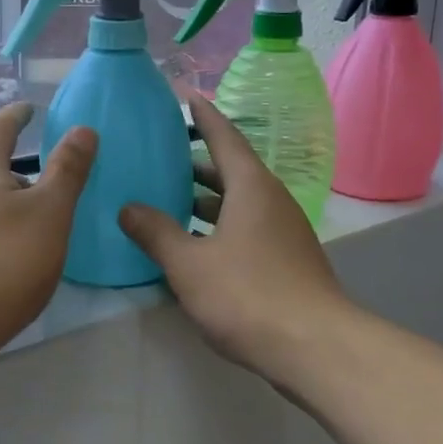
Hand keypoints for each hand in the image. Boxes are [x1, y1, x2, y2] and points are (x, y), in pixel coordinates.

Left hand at [0, 103, 96, 369]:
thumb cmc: (3, 261)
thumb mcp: (50, 212)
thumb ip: (68, 169)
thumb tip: (82, 129)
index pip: (0, 128)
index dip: (17, 115)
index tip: (29, 108)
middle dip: (18, 163)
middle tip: (52, 169)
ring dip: (11, 199)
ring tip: (42, 213)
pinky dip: (2, 226)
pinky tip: (19, 250)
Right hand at [118, 94, 349, 385]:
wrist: (315, 347)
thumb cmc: (248, 295)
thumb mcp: (190, 264)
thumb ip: (156, 233)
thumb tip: (127, 208)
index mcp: (251, 187)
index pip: (224, 137)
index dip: (203, 116)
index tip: (186, 96)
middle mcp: (272, 200)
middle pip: (232, 170)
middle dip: (198, 162)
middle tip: (163, 156)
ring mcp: (284, 231)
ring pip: (240, 202)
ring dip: (207, 199)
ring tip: (171, 200)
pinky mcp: (288, 260)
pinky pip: (248, 228)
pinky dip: (220, 226)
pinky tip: (196, 246)